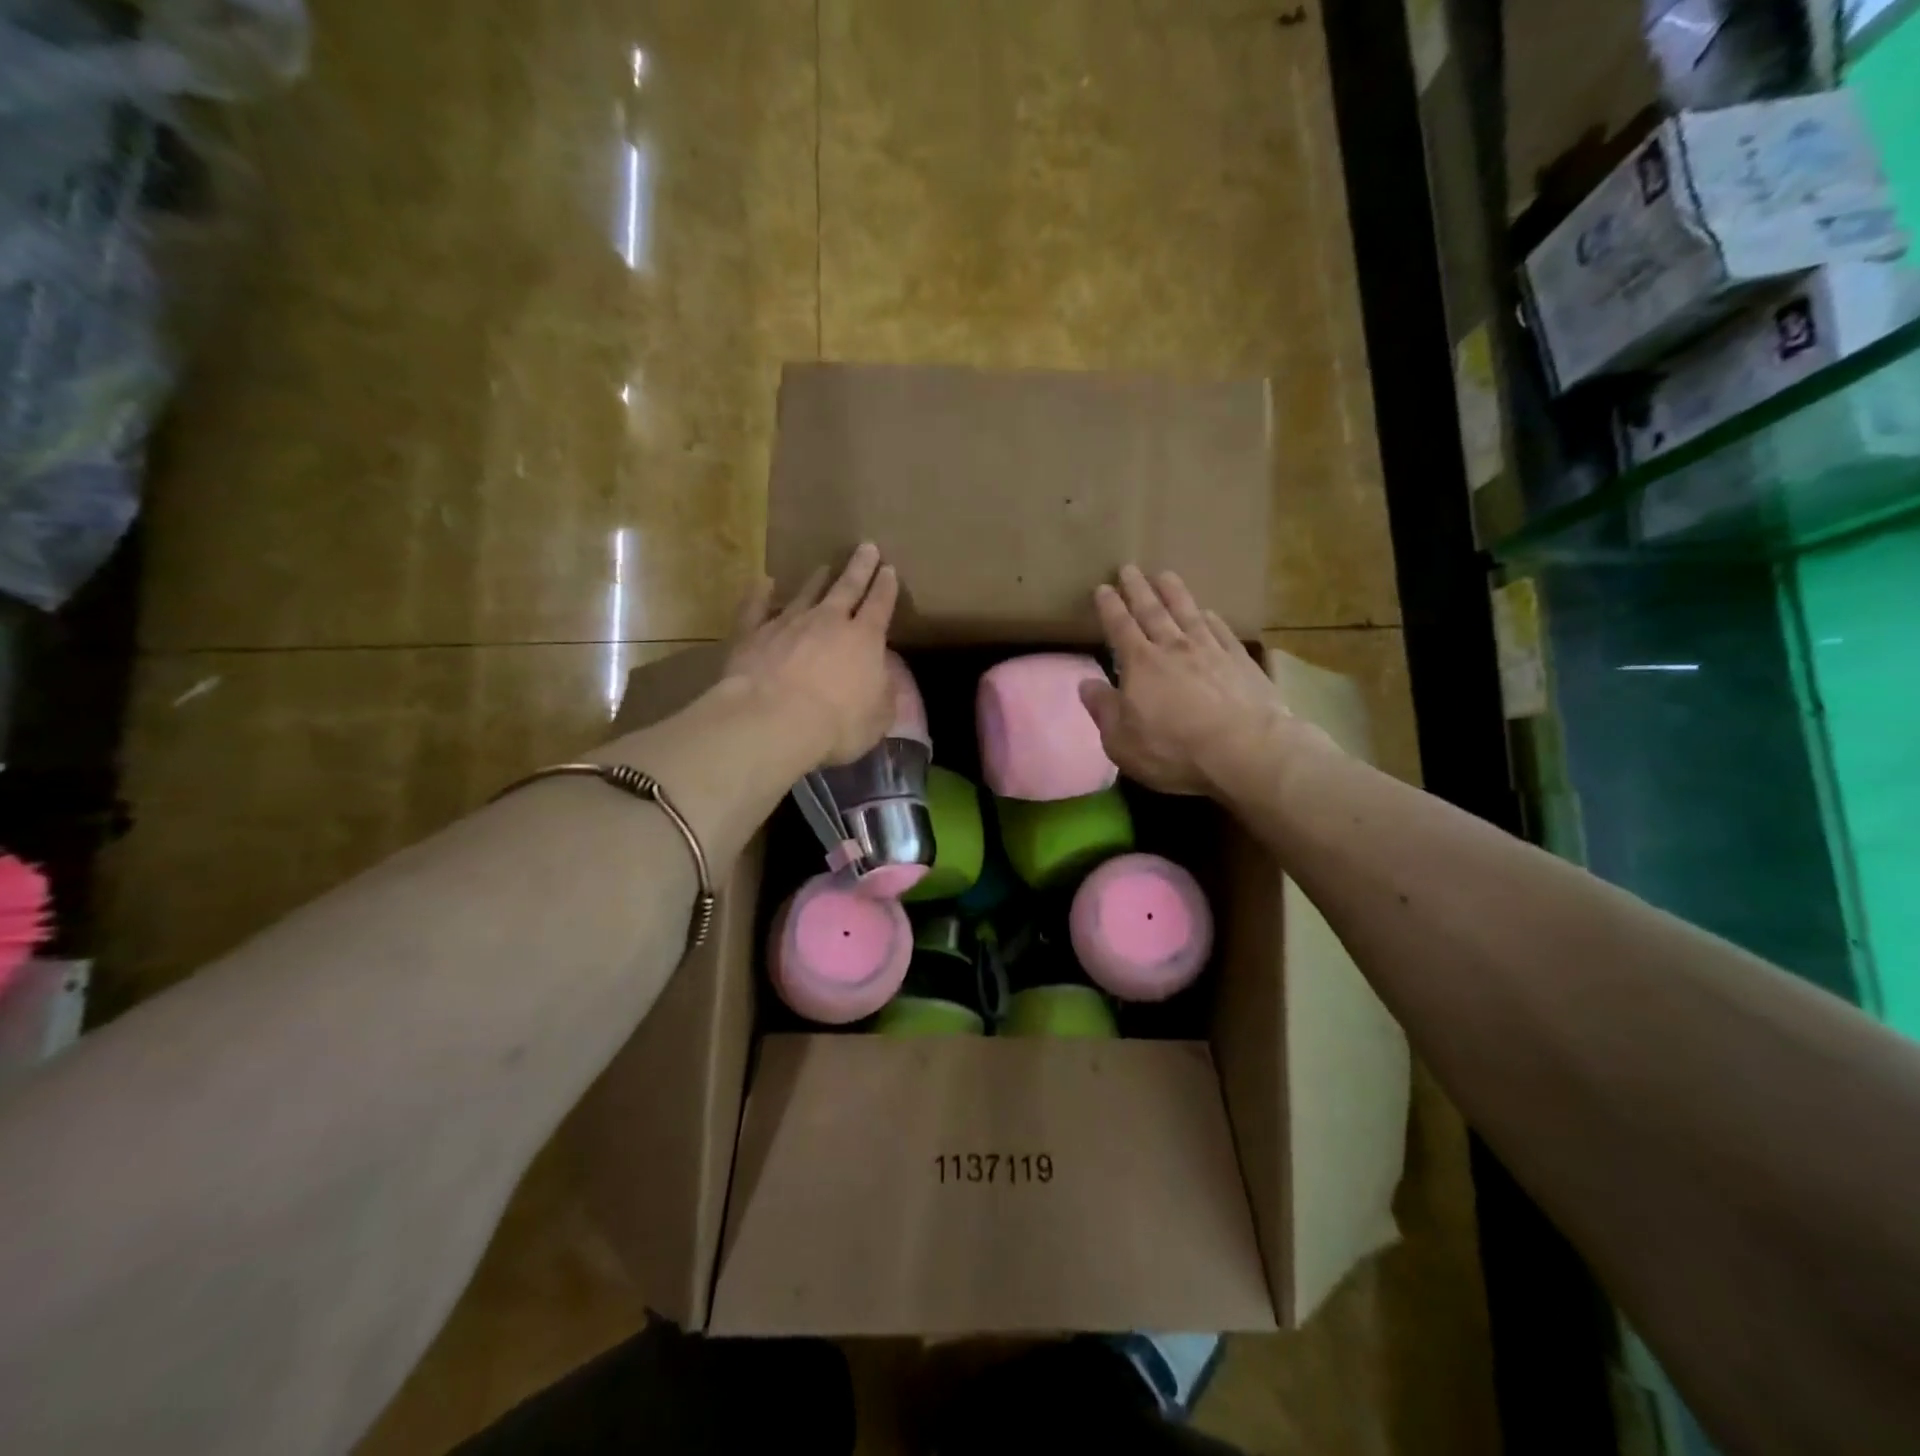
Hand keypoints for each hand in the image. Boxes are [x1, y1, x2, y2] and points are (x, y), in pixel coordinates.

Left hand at [723, 543, 899, 765]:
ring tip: (823, 567)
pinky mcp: (752, 634)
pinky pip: (755, 608)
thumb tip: (885, 681)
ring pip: (805, 594)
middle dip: (859, 567)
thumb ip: (884, 696)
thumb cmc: (837, 723)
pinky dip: (759, 595)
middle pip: (847, 587)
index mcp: (864, 639)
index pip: (880, 605)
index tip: (890, 570)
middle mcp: (828, 621)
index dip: (886, 588)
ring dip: (816, 580)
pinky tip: (762, 583)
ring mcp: (787, 623)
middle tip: (866, 546)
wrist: (774, 720)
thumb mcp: (878, 718)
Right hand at [1081, 566, 1315, 794]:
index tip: (1102, 588)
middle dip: (1137, 589)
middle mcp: (1173, 648)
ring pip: (1187, 612)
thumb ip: (1103, 710)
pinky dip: (1211, 618)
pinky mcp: (1240, 661)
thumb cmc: (1174, 750)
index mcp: (1140, 664)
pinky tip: (1208, 612)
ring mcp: (1210, 651)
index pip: (1120, 627)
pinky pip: (1221, 631)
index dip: (1110, 607)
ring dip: (1174, 592)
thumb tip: (1085, 684)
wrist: (1245, 750)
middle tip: (1129, 568)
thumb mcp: (1122, 741)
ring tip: (1164, 575)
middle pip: (1152, 611)